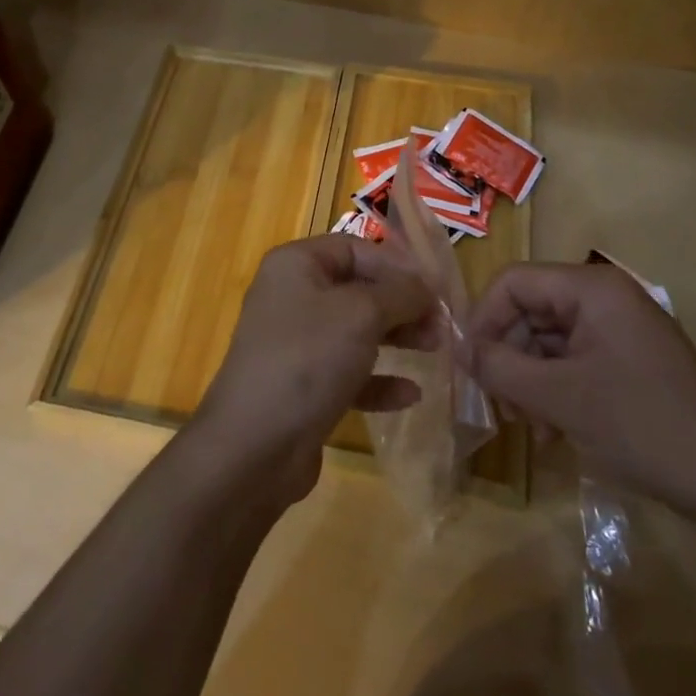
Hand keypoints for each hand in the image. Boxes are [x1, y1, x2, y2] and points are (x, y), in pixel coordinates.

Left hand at [197, 235, 436, 505]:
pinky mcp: (302, 386)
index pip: (355, 248)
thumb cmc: (308, 360)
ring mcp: (295, 343)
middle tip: (442, 323)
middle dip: (401, 303)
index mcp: (296, 265)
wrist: (254, 446)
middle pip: (357, 289)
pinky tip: (410, 394)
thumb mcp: (362, 314)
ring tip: (435, 349)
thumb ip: (400, 293)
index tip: (437, 288)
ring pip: (355, 330)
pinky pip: (348, 372)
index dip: (397, 265)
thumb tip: (427, 286)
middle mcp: (292, 296)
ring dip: (396, 338)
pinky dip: (378, 379)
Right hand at [468, 260, 695, 527]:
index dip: (483, 319)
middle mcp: (603, 298)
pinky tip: (554, 432)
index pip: (513, 282)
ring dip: (528, 380)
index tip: (470, 366)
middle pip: (528, 311)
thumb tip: (459, 349)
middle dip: (507, 356)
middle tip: (501, 406)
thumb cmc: (645, 426)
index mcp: (590, 288)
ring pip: (546, 340)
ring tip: (530, 427)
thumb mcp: (562, 398)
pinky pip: (572, 362)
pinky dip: (554, 391)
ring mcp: (618, 330)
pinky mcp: (627, 361)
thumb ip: (500, 367)